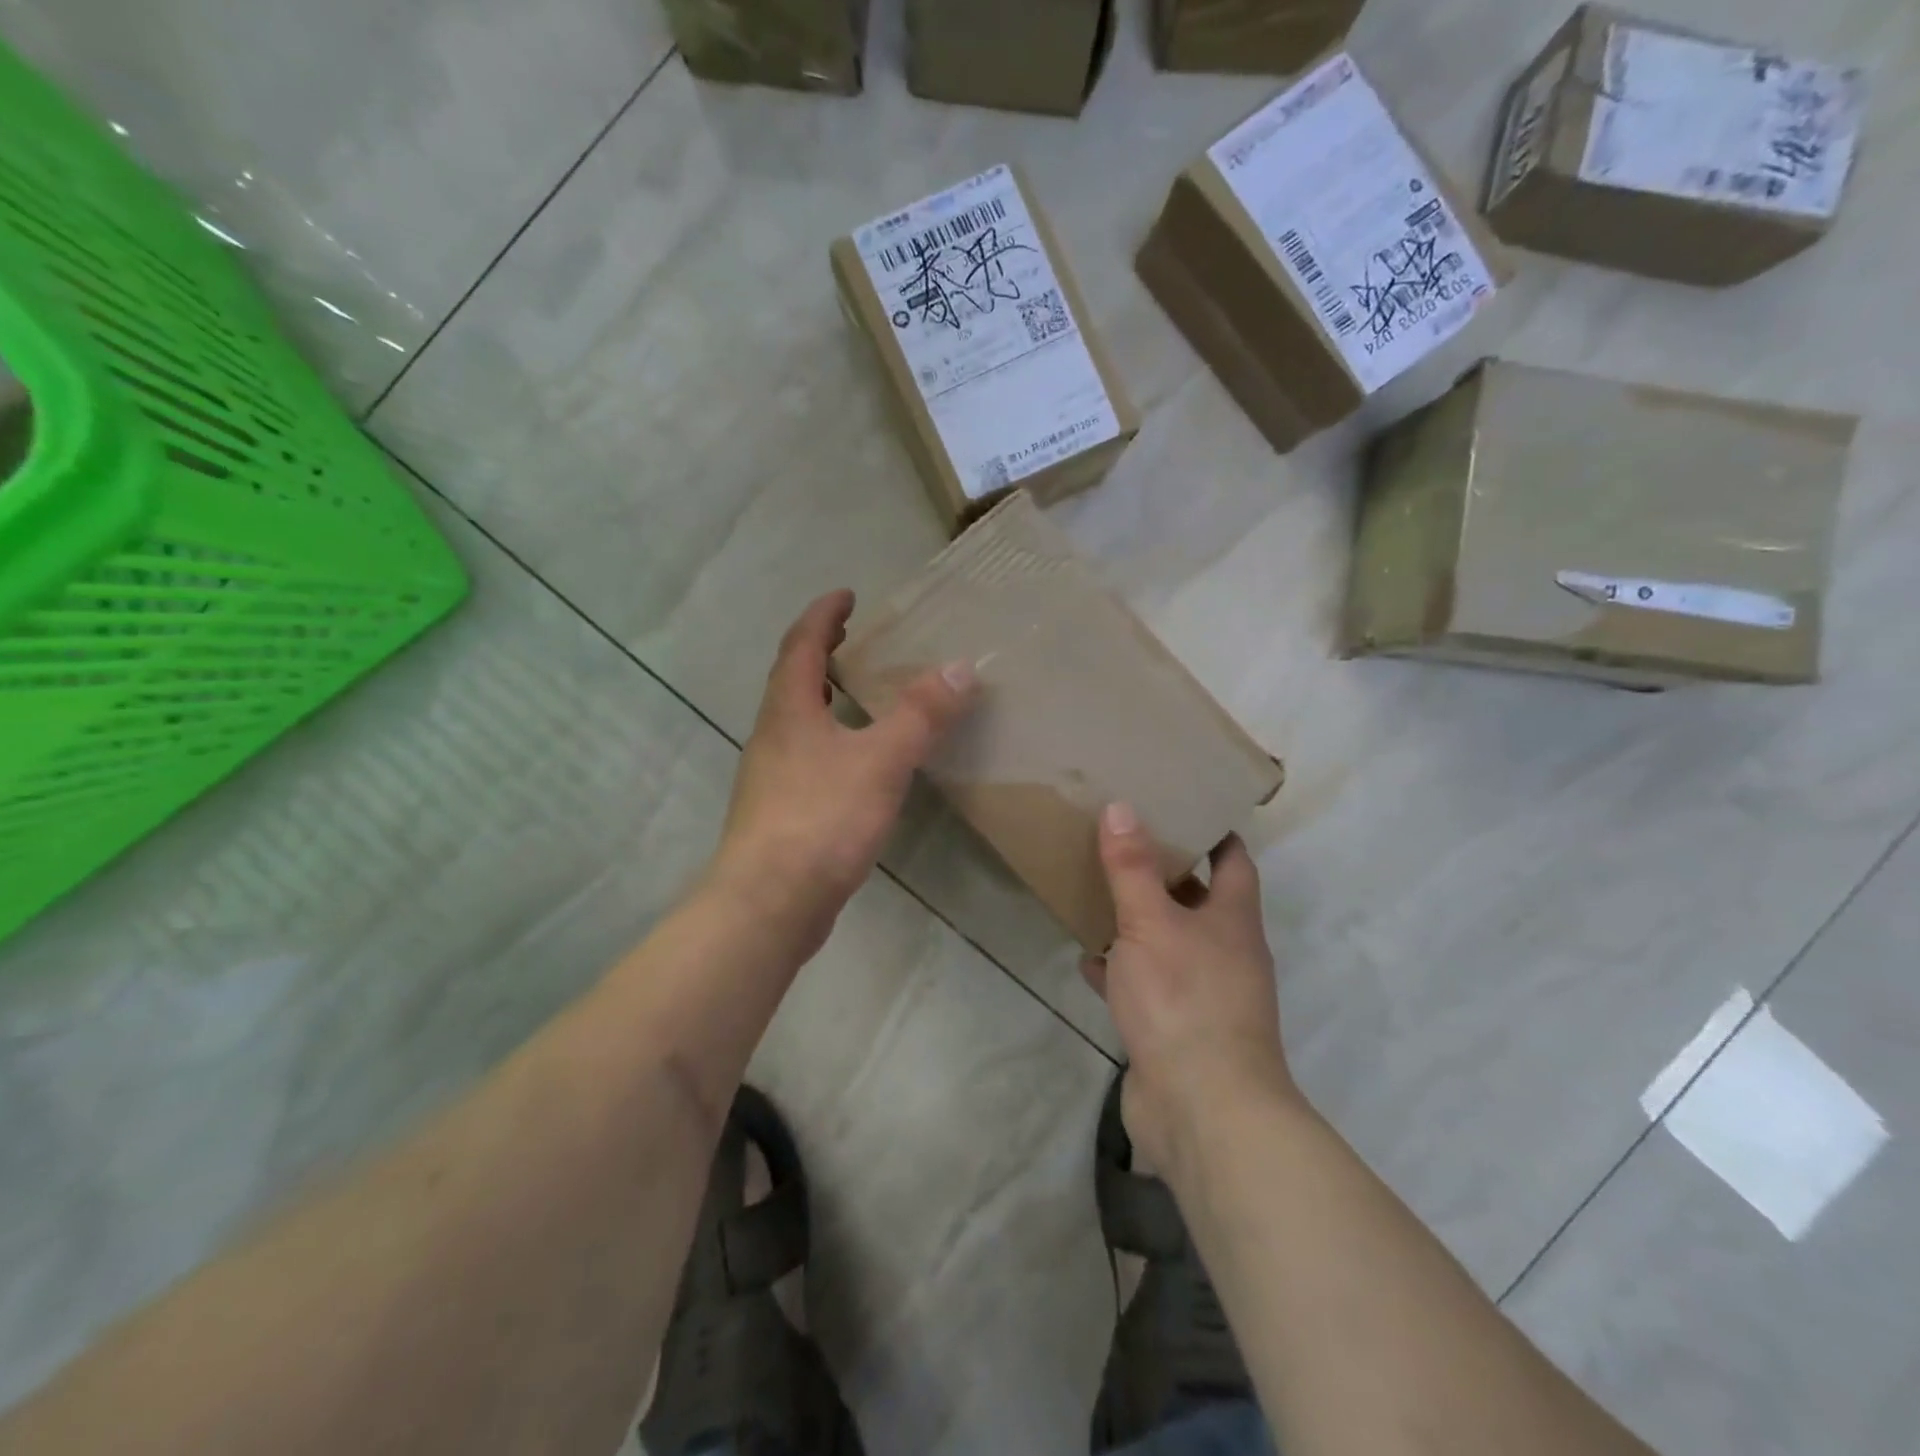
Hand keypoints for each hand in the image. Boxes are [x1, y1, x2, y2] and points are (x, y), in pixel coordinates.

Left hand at [712, 590, 976, 952]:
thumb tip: (961, 666)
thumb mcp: (880, 761)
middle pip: (792, 680)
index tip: (847, 594)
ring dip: (825, 698)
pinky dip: (832, 741)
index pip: (801, 645)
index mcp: (788, 710)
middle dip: (822, 653)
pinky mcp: (781, 813)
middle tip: (856, 638)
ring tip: (862, 695)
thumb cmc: (820, 820)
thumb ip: (920, 714)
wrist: (769, 904)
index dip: (823, 615)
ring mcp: (771, 777)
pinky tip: (858, 764)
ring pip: (798, 722)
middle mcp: (772, 736)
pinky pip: (807, 759)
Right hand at [1082, 804, 1296, 1178]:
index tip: (1180, 806)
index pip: (1233, 861)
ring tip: (1098, 893)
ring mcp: (1203, 994)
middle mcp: (1226, 953)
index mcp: (1233, 920)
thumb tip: (1121, 807)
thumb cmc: (1183, 999)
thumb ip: (1132, 868)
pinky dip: (1121, 971)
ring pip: (1169, 944)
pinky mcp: (1176, 1029)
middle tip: (1121, 842)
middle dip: (1164, 874)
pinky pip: (1147, 986)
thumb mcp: (1149, 922)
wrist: (1202, 1109)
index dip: (1212, 832)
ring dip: (1139, 923)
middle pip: (1198, 901)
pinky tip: (1089, 960)